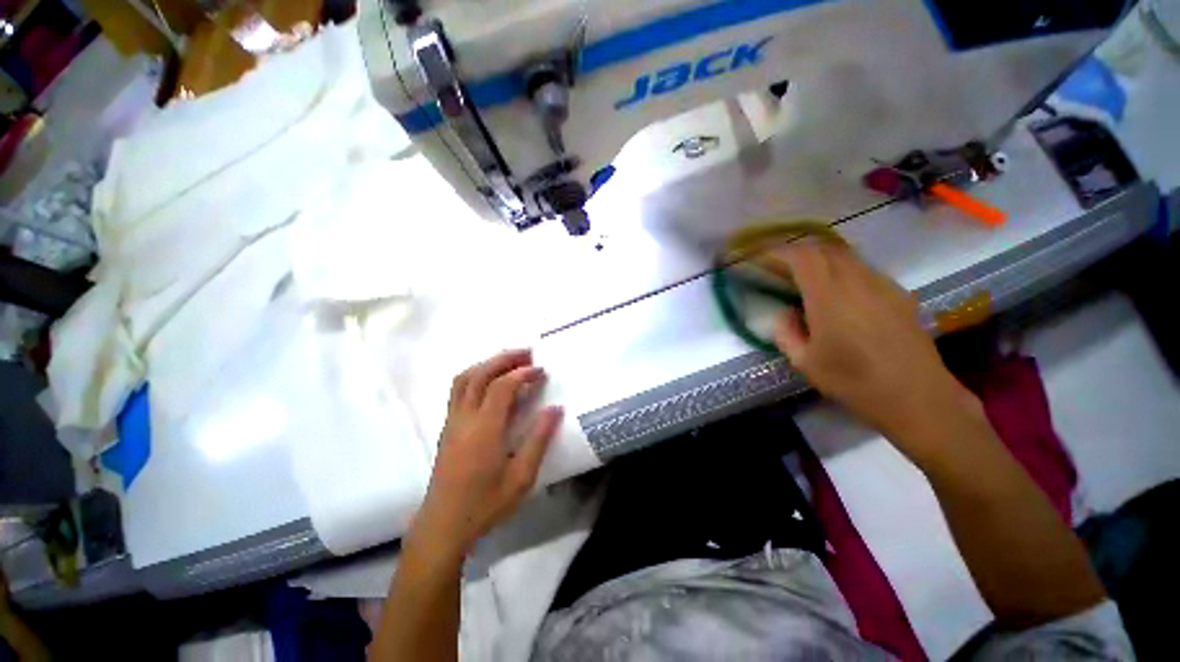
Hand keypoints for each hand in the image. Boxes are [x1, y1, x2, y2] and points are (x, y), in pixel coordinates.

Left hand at [411, 349, 562, 557]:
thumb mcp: (521, 477)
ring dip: (487, 364)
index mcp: (484, 429)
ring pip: (464, 379)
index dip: (522, 373)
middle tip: (526, 353)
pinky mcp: (447, 427)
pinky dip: (476, 376)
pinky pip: (458, 390)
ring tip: (509, 362)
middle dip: (503, 359)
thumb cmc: (486, 503)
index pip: (501, 386)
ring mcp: (452, 421)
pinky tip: (490, 382)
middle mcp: (464, 418)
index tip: (541, 370)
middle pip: (480, 374)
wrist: (443, 526)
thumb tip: (556, 408)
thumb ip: (539, 439)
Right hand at [771, 241, 981, 457]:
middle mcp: (857, 282)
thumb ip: (786, 332)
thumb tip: (784, 312)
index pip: (802, 257)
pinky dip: (842, 270)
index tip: (762, 259)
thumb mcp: (804, 363)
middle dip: (797, 252)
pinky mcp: (898, 294)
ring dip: (820, 259)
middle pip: (824, 249)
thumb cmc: (854, 382)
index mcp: (829, 297)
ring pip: (846, 256)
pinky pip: (863, 269)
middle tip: (780, 267)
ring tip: (805, 277)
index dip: (779, 253)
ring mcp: (882, 285)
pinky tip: (838, 292)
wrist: (918, 397)